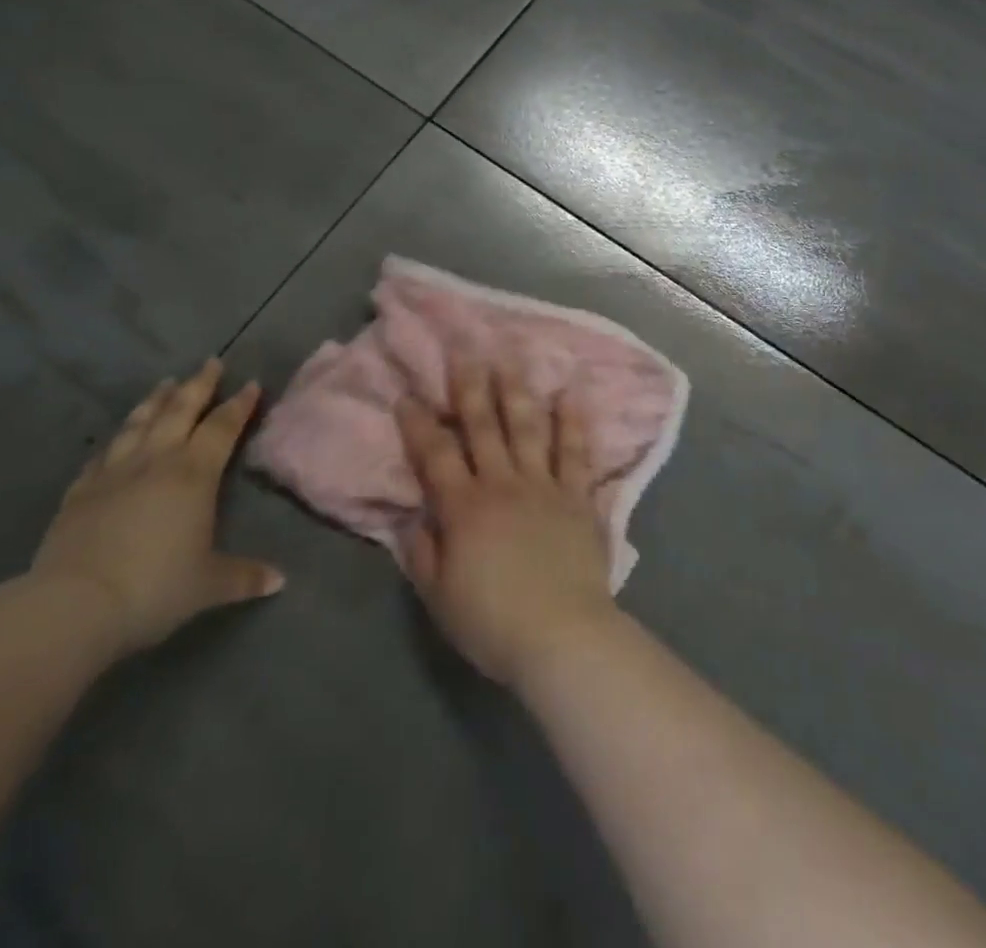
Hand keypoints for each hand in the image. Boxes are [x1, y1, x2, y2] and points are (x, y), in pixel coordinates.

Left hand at [32, 359, 283, 657]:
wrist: (74, 606)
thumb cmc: (155, 588)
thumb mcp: (209, 585)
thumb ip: (244, 576)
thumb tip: (279, 580)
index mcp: (194, 474)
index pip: (222, 427)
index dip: (239, 404)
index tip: (251, 383)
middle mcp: (156, 461)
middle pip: (180, 411)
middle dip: (199, 385)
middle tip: (210, 362)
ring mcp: (114, 473)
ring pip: (139, 423)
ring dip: (155, 401)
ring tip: (165, 384)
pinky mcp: (80, 492)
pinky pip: (102, 455)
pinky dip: (115, 441)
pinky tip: (116, 439)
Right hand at [396, 360, 617, 687]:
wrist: (563, 637)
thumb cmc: (494, 622)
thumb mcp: (439, 597)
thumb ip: (421, 553)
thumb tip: (412, 518)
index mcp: (464, 508)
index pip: (434, 455)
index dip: (418, 423)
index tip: (408, 394)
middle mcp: (502, 484)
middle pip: (483, 426)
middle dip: (470, 385)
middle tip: (464, 349)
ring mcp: (543, 486)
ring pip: (527, 427)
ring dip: (517, 390)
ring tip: (510, 357)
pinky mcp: (577, 497)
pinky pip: (575, 452)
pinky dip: (573, 422)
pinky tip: (571, 394)